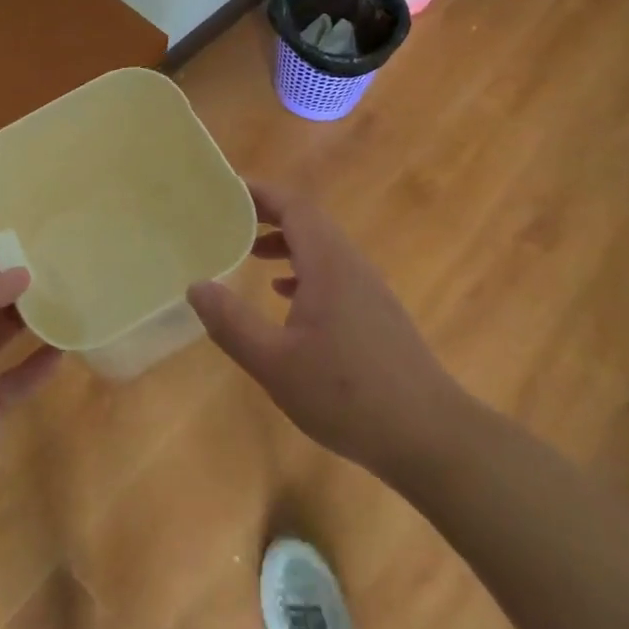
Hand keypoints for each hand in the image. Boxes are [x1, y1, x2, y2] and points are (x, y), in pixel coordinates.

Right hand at [188, 182, 459, 477]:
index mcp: (328, 264)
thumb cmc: (348, 395)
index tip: (226, 190)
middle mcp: (351, 265)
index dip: (259, 193)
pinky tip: (286, 299)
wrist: (432, 437)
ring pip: (322, 248)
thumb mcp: (275, 363)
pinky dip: (304, 271)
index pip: (293, 206)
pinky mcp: (377, 314)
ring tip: (250, 254)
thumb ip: (232, 323)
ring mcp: (369, 289)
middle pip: (308, 221)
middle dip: (268, 215)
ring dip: (286, 243)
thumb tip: (196, 286)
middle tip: (228, 219)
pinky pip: (334, 272)